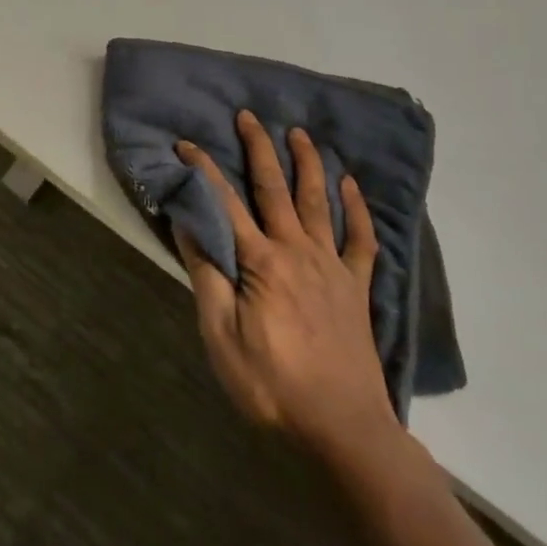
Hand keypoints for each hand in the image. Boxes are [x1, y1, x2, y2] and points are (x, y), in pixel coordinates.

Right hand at [174, 112, 400, 454]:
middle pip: (275, 189)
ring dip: (308, 164)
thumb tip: (188, 223)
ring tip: (300, 134)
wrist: (343, 429)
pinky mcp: (356, 287)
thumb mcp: (221, 336)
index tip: (186, 143)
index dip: (204, 170)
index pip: (225, 203)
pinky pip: (360, 239)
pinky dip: (357, 210)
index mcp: (261, 262)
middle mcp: (297, 251)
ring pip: (319, 203)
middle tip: (249, 116)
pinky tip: (351, 186)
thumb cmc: (272, 385)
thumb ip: (207, 275)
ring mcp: (332, 266)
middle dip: (259, 149)